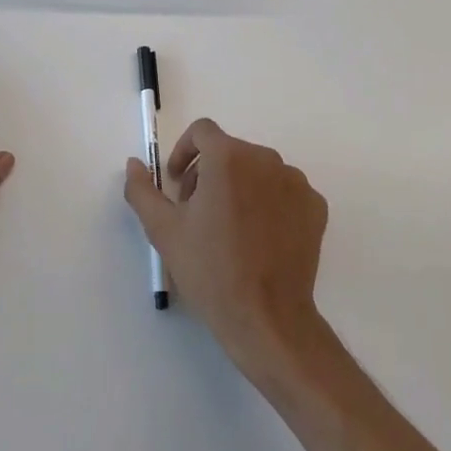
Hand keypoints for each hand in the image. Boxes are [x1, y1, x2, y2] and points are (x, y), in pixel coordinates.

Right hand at [124, 118, 327, 374]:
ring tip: (229, 229)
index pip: (202, 131)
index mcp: (228, 158)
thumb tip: (134, 163)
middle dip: (208, 174)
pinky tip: (258, 239)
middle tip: (197, 213)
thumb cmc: (211, 270)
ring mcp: (296, 182)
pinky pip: (284, 191)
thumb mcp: (164, 230)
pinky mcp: (315, 206)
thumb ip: (143, 190)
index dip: (184, 151)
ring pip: (258, 171)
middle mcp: (266, 159)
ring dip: (239, 187)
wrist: (267, 318)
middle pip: (230, 152)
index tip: (177, 183)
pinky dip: (268, 204)